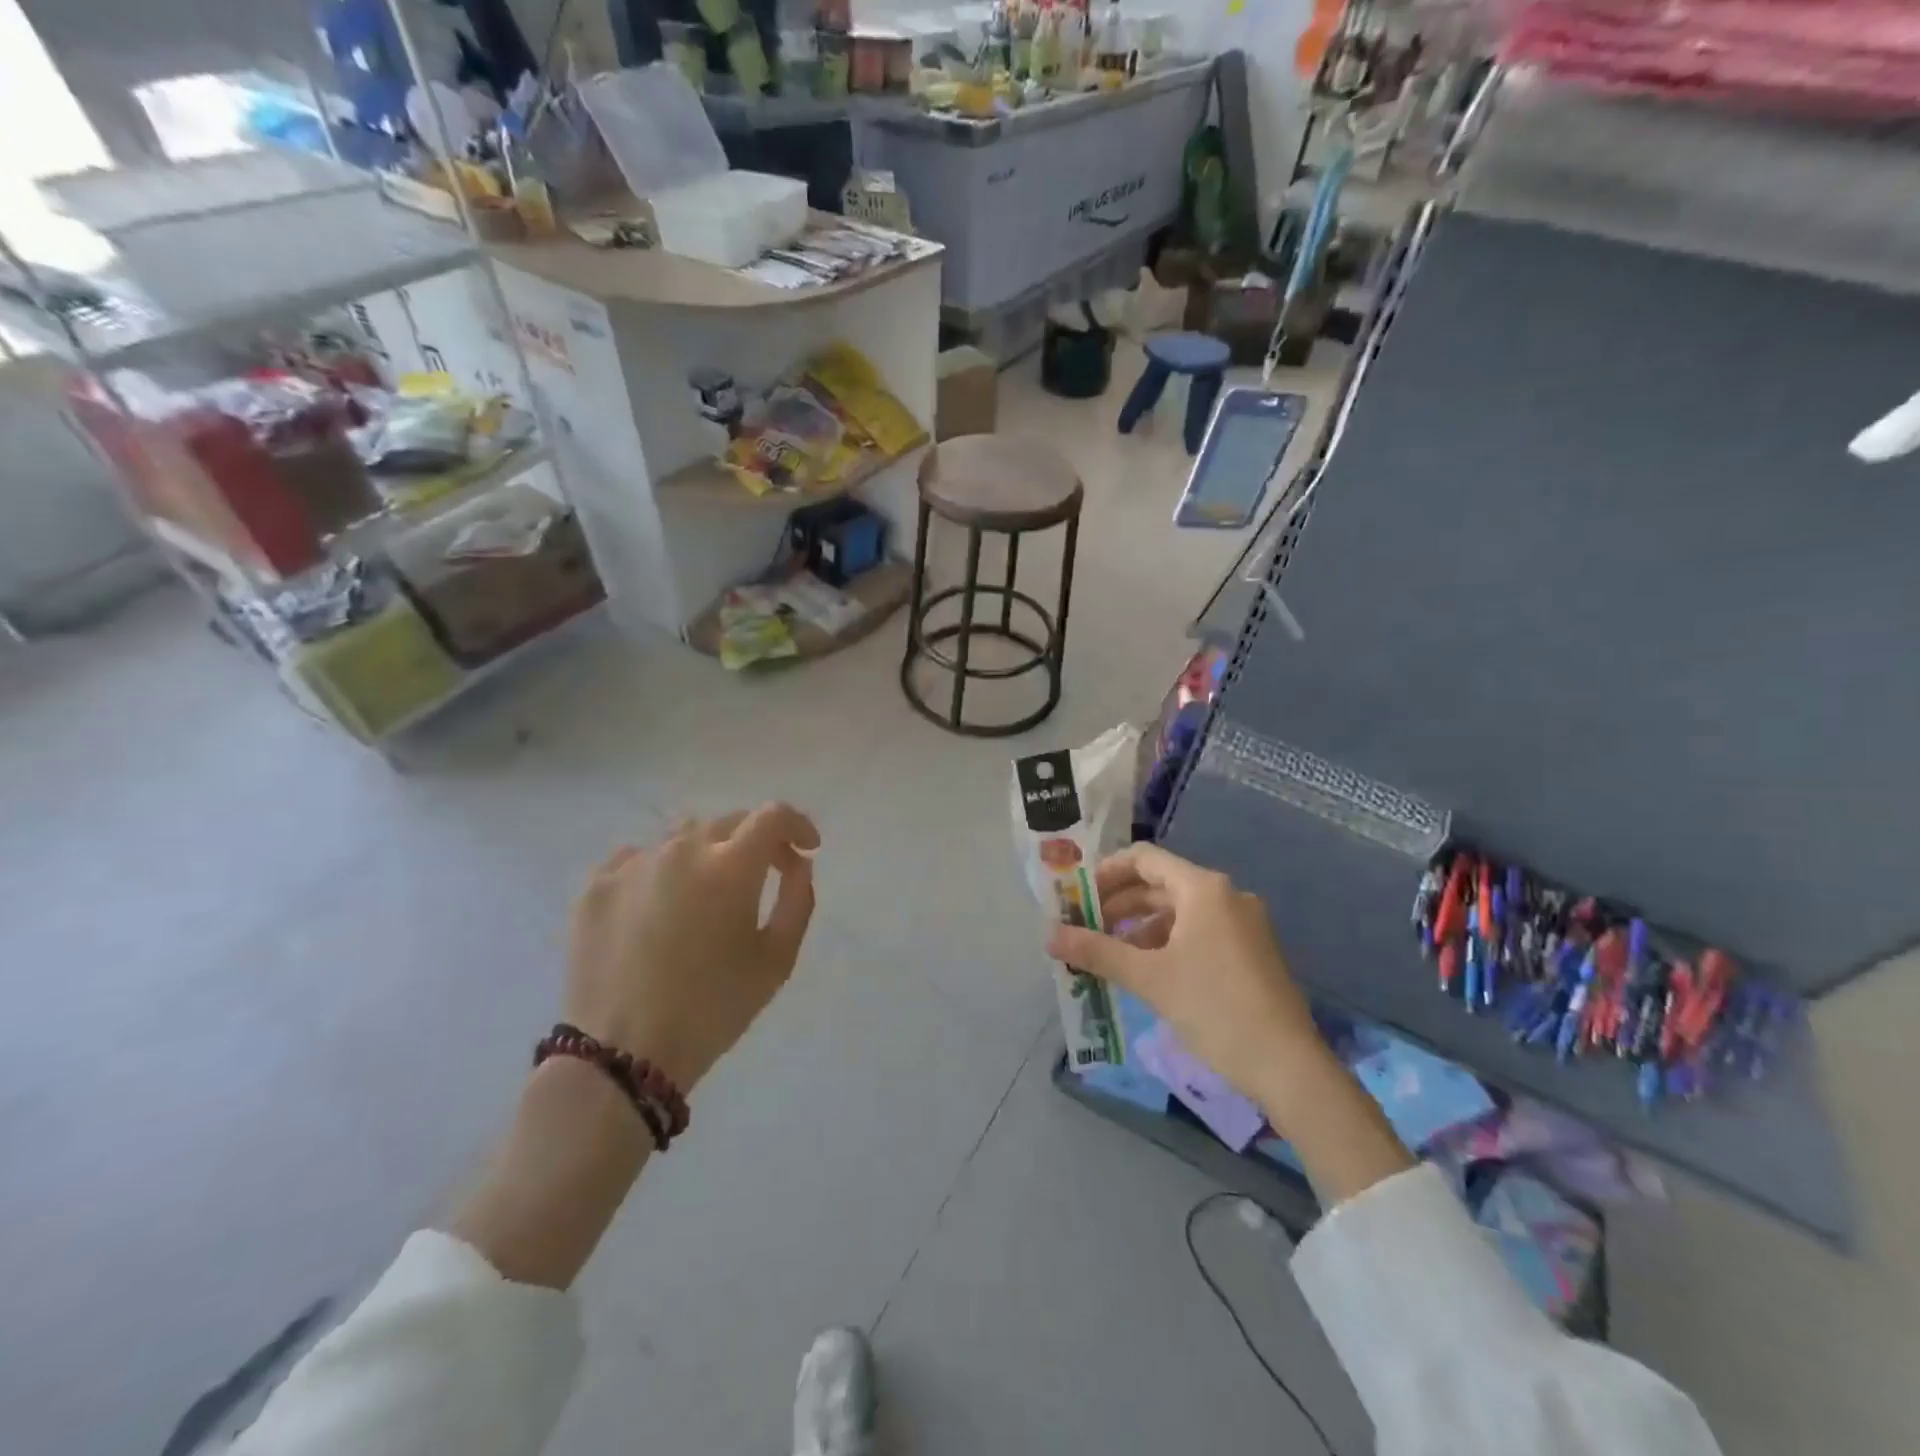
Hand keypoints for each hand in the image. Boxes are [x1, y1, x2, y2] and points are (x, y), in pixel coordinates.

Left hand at [565, 803, 819, 1093]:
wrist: (622, 1056)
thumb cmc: (713, 1009)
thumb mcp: (777, 961)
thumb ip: (797, 900)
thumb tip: (797, 863)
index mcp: (730, 867)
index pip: (773, 816)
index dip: (797, 825)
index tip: (806, 849)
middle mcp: (680, 850)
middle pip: (729, 822)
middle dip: (756, 842)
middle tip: (764, 876)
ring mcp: (632, 864)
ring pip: (682, 838)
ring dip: (707, 854)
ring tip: (706, 895)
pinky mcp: (595, 886)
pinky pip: (638, 859)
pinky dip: (660, 872)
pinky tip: (659, 908)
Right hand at [1046, 843, 1328, 1109]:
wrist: (1288, 1066)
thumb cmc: (1214, 1008)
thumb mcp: (1149, 978)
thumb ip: (1097, 951)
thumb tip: (1049, 935)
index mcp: (1204, 889)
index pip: (1144, 859)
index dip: (1106, 873)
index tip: (1078, 898)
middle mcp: (1226, 896)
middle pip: (1160, 885)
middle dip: (1119, 904)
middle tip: (1085, 928)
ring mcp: (1243, 924)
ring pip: (1179, 912)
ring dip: (1141, 927)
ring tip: (1110, 954)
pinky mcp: (1251, 952)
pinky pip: (1199, 932)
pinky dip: (1167, 942)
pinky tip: (1148, 971)